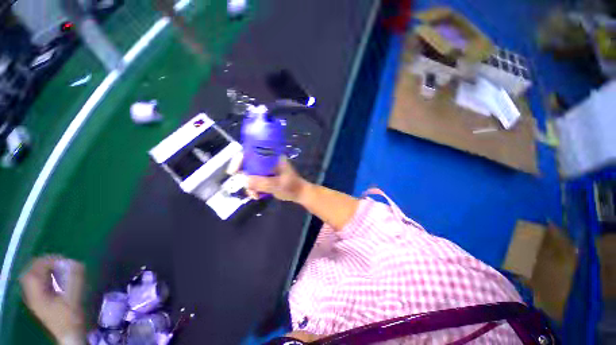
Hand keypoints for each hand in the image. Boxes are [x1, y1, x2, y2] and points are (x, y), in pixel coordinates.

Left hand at [20, 256, 85, 341]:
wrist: (69, 335)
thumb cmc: (71, 317)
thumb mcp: (74, 298)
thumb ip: (74, 279)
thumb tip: (74, 262)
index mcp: (36, 293)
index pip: (35, 269)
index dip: (48, 260)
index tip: (64, 259)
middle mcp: (32, 294)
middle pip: (32, 272)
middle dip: (45, 264)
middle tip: (60, 262)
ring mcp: (35, 298)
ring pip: (34, 278)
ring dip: (45, 270)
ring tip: (60, 269)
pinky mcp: (40, 302)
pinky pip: (38, 284)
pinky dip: (46, 278)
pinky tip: (56, 280)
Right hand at [227, 153, 309, 202]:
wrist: (298, 194)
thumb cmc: (292, 186)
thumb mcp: (278, 184)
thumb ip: (262, 182)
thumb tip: (244, 180)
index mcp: (271, 157)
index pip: (252, 153)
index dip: (240, 159)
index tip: (233, 171)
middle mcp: (267, 161)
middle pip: (248, 164)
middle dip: (245, 177)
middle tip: (246, 187)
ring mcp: (265, 170)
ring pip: (249, 175)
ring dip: (249, 186)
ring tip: (255, 195)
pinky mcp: (265, 177)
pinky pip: (254, 181)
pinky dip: (253, 189)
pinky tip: (258, 196)